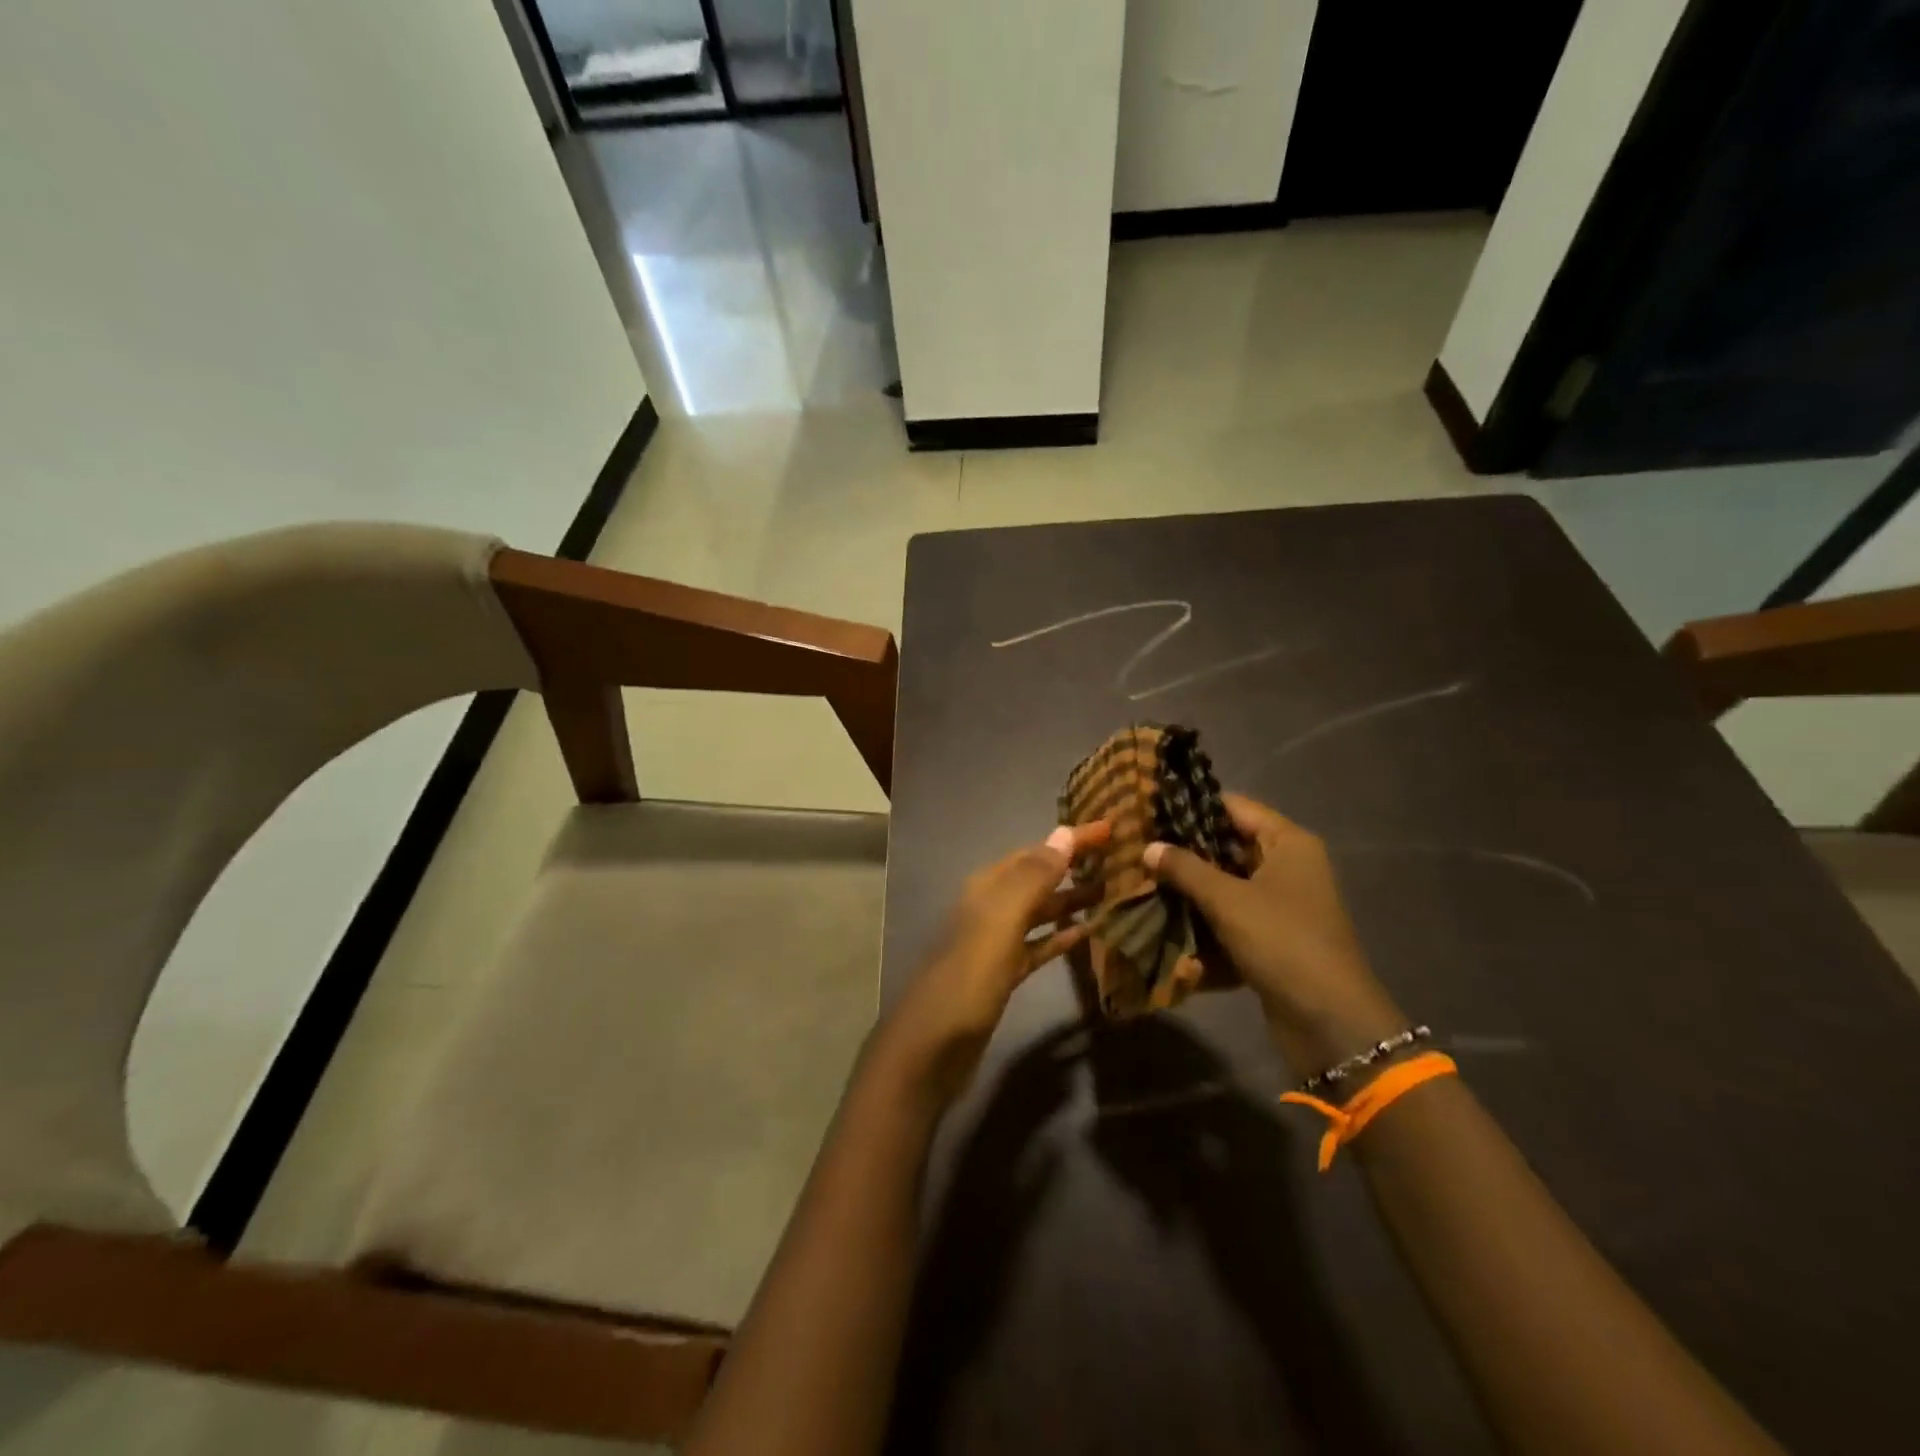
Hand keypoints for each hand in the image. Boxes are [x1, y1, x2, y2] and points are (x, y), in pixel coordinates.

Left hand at [875, 822, 1110, 1110]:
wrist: (933, 1046)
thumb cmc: (969, 977)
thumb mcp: (1001, 920)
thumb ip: (1033, 877)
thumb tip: (1064, 831)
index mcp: (988, 887)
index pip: (1037, 852)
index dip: (1071, 840)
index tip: (1111, 828)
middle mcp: (991, 907)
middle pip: (1039, 878)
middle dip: (1075, 866)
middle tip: (1121, 859)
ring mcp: (996, 942)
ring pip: (1041, 911)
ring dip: (1072, 900)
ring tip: (1113, 892)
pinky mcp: (1003, 974)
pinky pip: (1038, 946)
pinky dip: (1061, 937)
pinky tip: (1088, 933)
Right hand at [1144, 793, 1404, 1075]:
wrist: (1328, 1020)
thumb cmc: (1282, 942)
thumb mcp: (1228, 900)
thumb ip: (1185, 869)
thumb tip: (1148, 847)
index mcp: (1288, 843)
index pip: (1233, 807)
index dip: (1191, 806)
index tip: (1148, 809)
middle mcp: (1287, 866)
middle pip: (1227, 845)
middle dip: (1184, 850)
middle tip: (1137, 847)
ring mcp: (1280, 903)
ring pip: (1225, 882)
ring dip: (1189, 886)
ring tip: (1141, 879)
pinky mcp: (1270, 936)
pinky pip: (1230, 915)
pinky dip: (1203, 916)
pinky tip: (1164, 917)